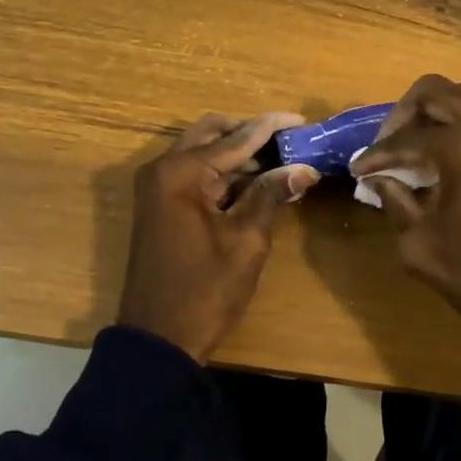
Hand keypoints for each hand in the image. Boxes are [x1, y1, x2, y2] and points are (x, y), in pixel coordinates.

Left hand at [117, 112, 319, 362]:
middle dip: (250, 134)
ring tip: (280, 162)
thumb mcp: (246, 241)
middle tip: (288, 144)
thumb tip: (303, 168)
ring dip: (237, 154)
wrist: (158, 340)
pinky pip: (193, 175)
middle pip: (212, 134)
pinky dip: (222, 173)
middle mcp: (163, 169)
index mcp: (181, 172)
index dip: (271, 128)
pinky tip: (254, 182)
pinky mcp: (159, 205)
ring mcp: (156, 187)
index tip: (302, 120)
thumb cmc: (205, 290)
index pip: (236, 138)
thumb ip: (271, 195)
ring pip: (202, 153)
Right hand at [352, 76, 460, 416]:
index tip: (357, 169)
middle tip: (386, 147)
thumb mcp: (422, 246)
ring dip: (433, 116)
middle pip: (434, 92)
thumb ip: (394, 202)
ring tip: (413, 151)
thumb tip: (379, 179)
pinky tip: (444, 160)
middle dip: (403, 116)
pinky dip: (458, 126)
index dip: (376, 155)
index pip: (405, 138)